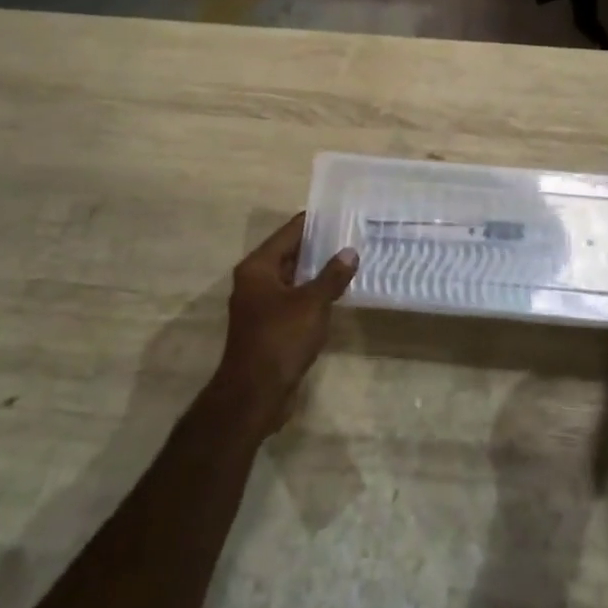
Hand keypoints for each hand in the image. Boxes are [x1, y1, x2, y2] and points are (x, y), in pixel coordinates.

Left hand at [214, 213, 357, 435]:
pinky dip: (313, 293)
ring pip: (294, 277)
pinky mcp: (270, 325)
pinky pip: (295, 299)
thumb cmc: (280, 340)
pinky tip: (338, 292)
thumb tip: (349, 252)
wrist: (254, 395)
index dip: (315, 222)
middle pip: (290, 252)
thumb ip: (332, 276)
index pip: (290, 232)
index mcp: (258, 267)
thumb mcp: (311, 304)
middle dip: (320, 245)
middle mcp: (255, 280)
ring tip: (351, 260)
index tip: (342, 212)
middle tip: (353, 234)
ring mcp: (261, 304)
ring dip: (318, 271)